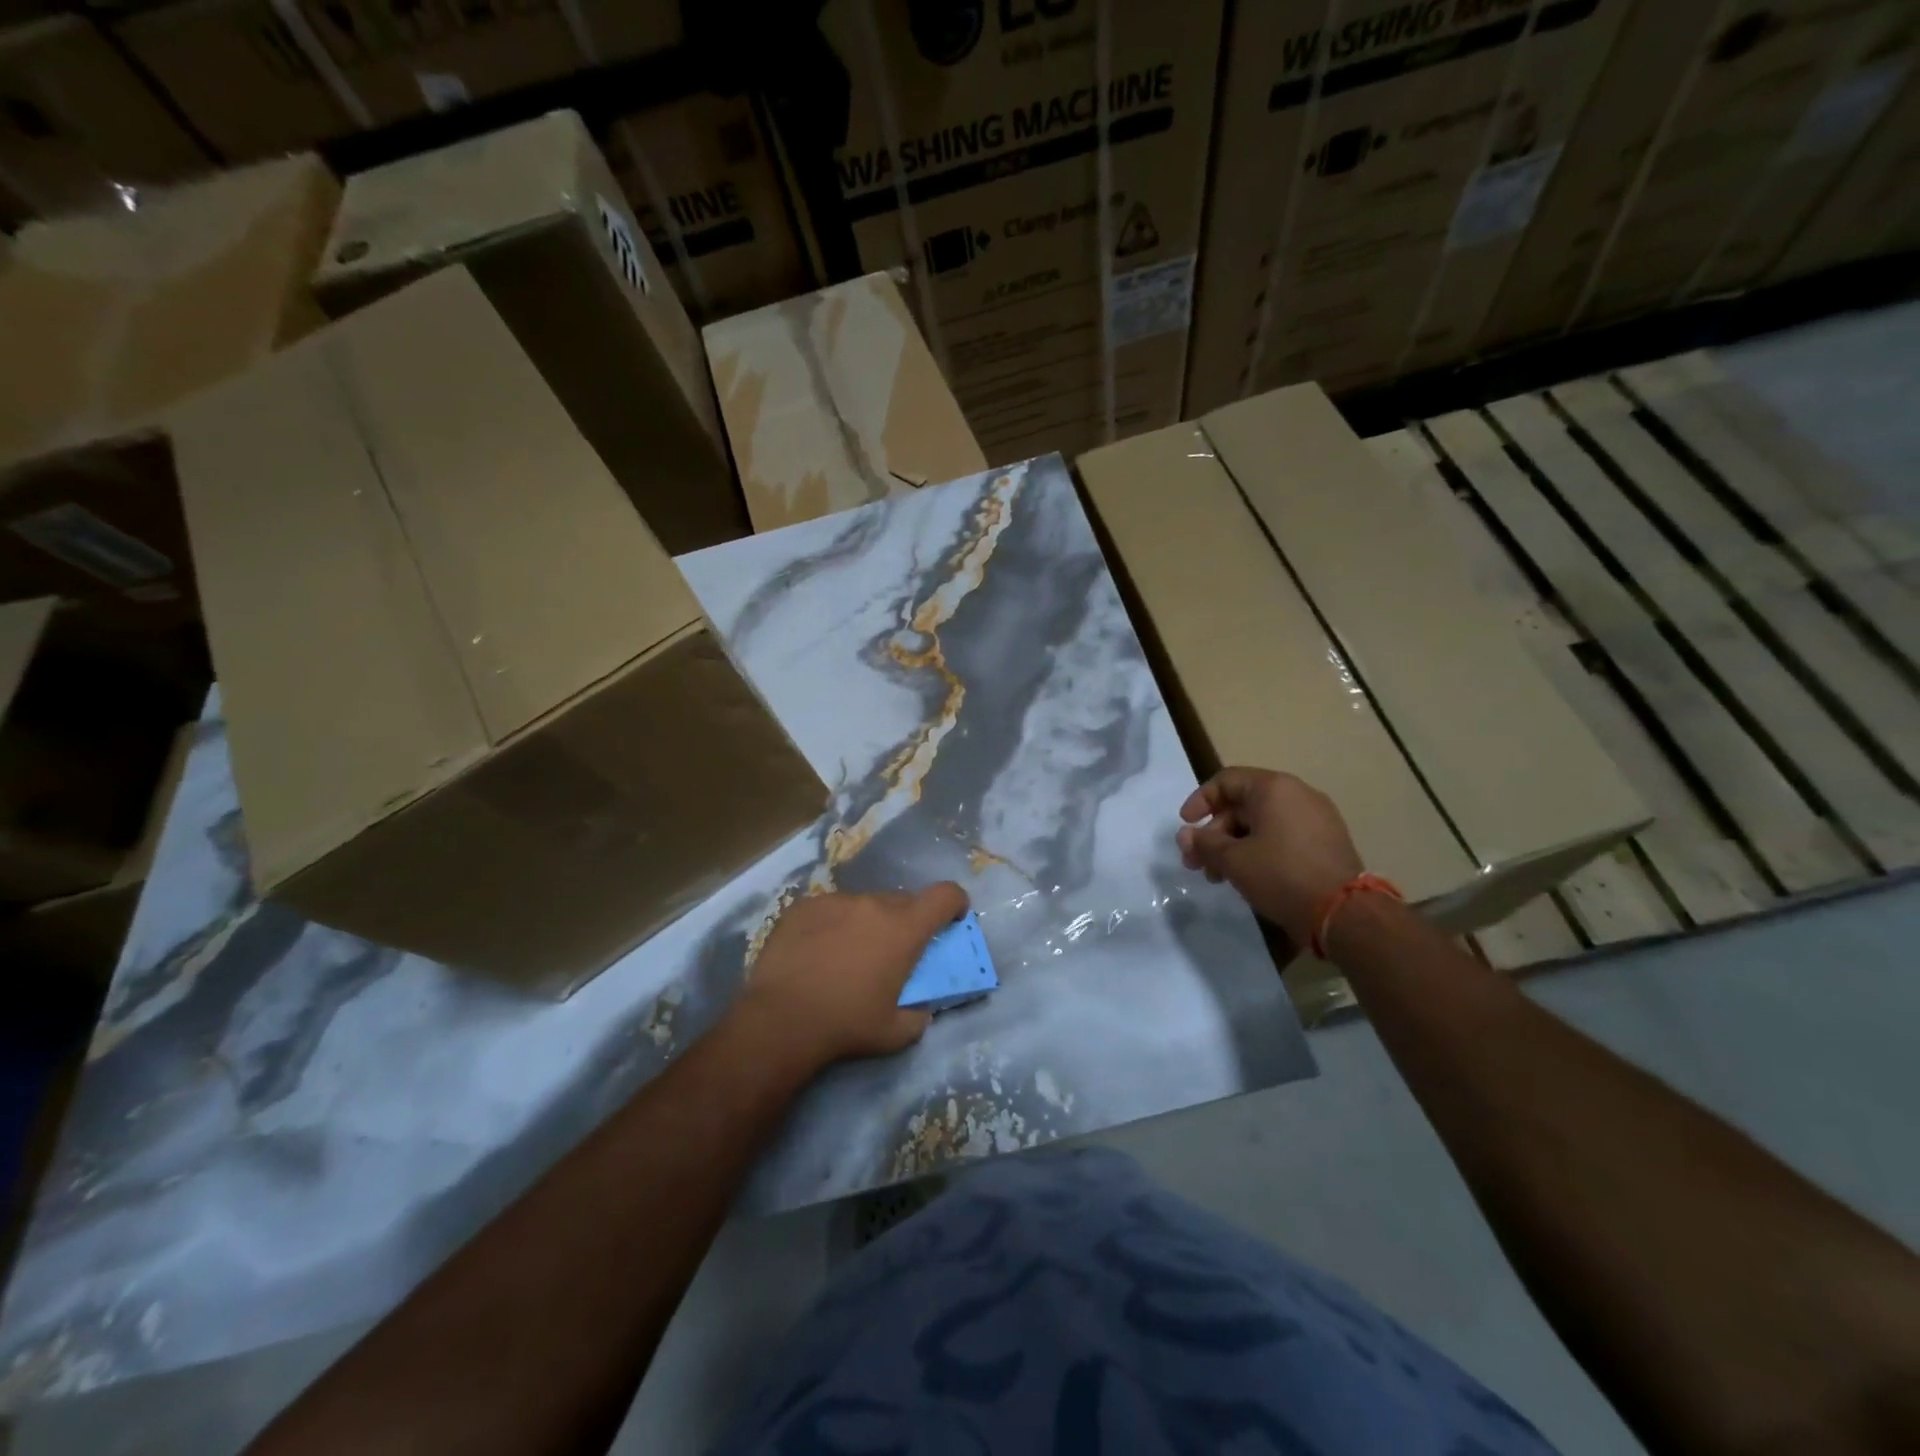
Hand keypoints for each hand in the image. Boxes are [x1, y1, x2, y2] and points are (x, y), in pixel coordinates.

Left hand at [736, 883, 969, 1069]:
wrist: (781, 1019)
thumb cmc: (847, 1025)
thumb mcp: (897, 1033)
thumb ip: (919, 1015)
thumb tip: (921, 1007)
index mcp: (904, 929)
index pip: (945, 895)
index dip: (955, 902)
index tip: (952, 918)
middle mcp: (874, 904)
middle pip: (903, 902)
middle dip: (906, 922)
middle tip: (892, 952)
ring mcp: (836, 901)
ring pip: (864, 904)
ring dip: (867, 923)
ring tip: (847, 955)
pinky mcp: (805, 906)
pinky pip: (831, 909)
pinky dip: (834, 924)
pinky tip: (817, 952)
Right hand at [1176, 768, 1362, 946]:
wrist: (1345, 913)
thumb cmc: (1281, 875)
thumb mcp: (1234, 860)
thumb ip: (1204, 844)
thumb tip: (1184, 835)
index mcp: (1274, 788)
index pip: (1226, 781)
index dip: (1199, 801)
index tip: (1185, 826)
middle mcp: (1297, 795)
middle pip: (1242, 805)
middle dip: (1214, 833)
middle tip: (1196, 863)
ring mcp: (1316, 818)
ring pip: (1261, 824)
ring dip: (1233, 845)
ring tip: (1218, 876)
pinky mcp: (1326, 842)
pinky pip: (1282, 836)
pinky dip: (1259, 850)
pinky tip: (1247, 877)